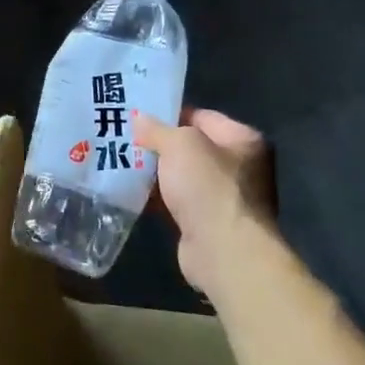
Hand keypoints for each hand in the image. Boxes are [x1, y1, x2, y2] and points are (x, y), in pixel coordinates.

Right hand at [133, 108, 276, 290]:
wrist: (223, 249)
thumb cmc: (208, 187)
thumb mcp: (179, 145)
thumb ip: (158, 129)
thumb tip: (139, 119)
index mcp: (242, 140)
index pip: (201, 117)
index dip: (169, 115)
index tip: (138, 117)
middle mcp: (240, 166)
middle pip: (191, 147)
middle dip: (159, 145)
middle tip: (125, 141)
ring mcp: (225, 196)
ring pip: (182, 176)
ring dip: (156, 173)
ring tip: (122, 165)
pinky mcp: (208, 222)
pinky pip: (179, 201)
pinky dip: (159, 198)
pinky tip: (134, 194)